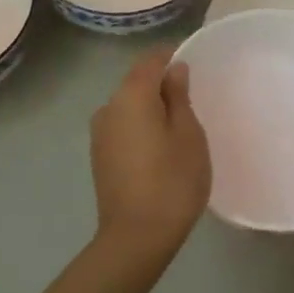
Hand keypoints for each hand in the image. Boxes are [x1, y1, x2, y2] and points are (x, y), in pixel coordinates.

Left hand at [89, 48, 211, 260]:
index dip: (171, 55)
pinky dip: (141, 125)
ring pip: (128, 105)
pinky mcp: (99, 155)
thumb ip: (179, 97)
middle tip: (193, 96)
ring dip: (151, 106)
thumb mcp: (188, 135)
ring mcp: (100, 133)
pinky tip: (160, 143)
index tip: (194, 62)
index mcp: (131, 96)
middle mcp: (108, 107)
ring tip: (179, 122)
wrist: (136, 237)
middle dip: (161, 82)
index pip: (150, 60)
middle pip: (136, 82)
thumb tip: (174, 70)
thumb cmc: (172, 181)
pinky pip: (123, 126)